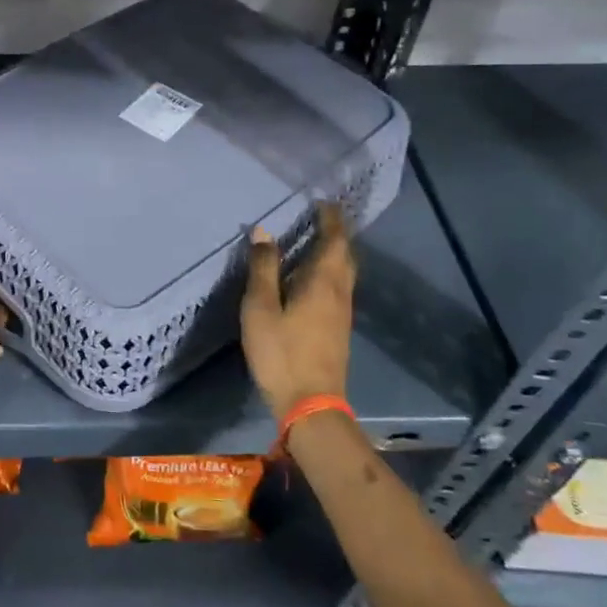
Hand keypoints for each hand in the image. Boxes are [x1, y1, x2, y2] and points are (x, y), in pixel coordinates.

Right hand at [241, 202, 355, 419]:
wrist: (310, 404)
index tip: (322, 202)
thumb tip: (263, 232)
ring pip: (344, 273)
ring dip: (334, 253)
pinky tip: (312, 279)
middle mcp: (340, 292)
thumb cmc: (281, 352)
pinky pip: (338, 288)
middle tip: (320, 218)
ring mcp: (343, 313)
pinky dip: (330, 272)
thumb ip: (263, 269)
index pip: (334, 240)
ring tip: (314, 242)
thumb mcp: (261, 308)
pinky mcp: (339, 329)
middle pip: (345, 255)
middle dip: (336, 234)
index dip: (331, 220)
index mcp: (323, 282)